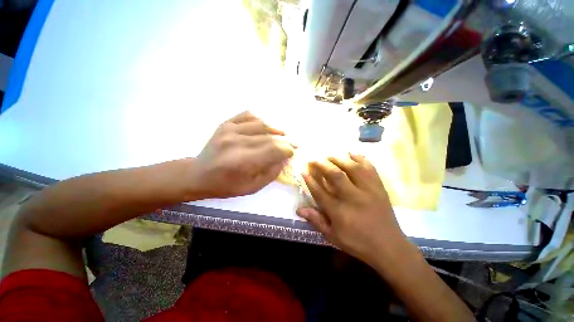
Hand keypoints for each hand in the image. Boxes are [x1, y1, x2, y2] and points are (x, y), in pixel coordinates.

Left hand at [191, 111, 294, 198]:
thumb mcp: (252, 187)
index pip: (273, 150)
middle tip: (294, 142)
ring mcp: (229, 130)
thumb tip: (285, 158)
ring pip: (261, 124)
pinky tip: (266, 126)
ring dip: (276, 128)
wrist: (198, 175)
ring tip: (284, 133)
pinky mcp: (225, 124)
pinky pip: (248, 115)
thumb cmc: (226, 186)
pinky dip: (261, 119)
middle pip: (269, 137)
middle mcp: (236, 143)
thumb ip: (271, 172)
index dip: (287, 149)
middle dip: (285, 140)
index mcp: (242, 162)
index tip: (294, 151)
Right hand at [297, 154, 407, 263]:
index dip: (310, 180)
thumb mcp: (333, 236)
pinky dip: (361, 159)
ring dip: (339, 159)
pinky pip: (370, 169)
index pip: (320, 192)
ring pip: (352, 169)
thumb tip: (299, 209)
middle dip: (322, 165)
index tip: (304, 171)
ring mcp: (368, 191)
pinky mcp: (379, 188)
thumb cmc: (358, 243)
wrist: (389, 247)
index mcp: (340, 212)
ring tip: (330, 155)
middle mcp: (353, 198)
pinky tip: (352, 153)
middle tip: (314, 159)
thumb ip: (316, 220)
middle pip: (335, 176)